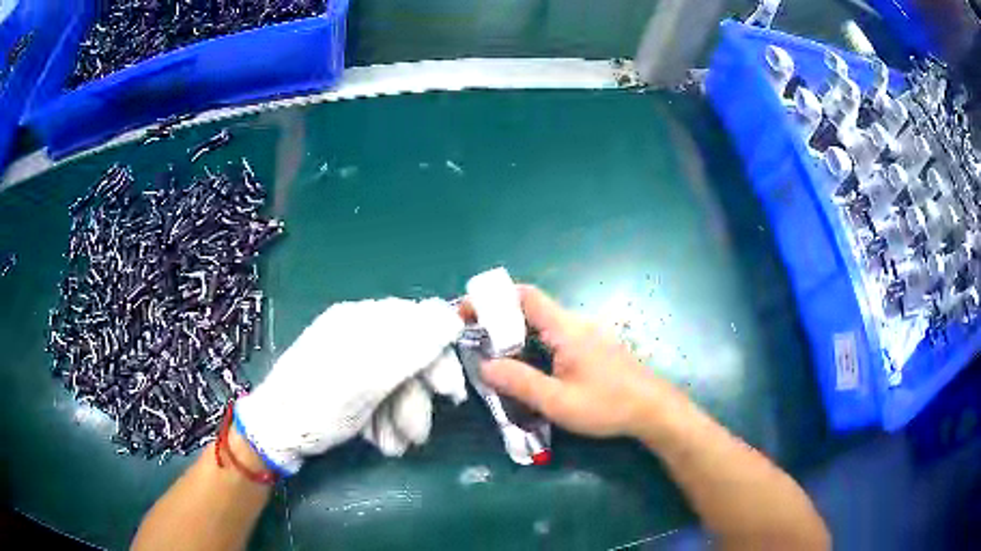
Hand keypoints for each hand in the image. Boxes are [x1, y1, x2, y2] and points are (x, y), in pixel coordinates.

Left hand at [234, 298, 463, 474]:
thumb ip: (412, 347)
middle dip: (416, 400)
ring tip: (393, 445)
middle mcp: (359, 335)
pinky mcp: (348, 387)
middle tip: (417, 435)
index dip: (438, 358)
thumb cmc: (318, 404)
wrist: (275, 433)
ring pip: (397, 384)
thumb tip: (454, 318)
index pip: (420, 324)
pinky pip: (380, 398)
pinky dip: (384, 420)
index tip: (448, 394)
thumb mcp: (367, 377)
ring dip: (401, 418)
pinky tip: (378, 439)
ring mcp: (352, 363)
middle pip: (410, 359)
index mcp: (361, 320)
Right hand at [481, 285, 681, 438]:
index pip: (526, 296)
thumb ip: (520, 383)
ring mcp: (588, 334)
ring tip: (495, 356)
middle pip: (532, 309)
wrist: (653, 409)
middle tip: (475, 340)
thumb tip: (484, 365)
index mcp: (566, 329)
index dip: (495, 298)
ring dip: (518, 334)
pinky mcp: (594, 347)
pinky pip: (557, 337)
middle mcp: (576, 324)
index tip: (469, 312)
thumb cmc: (607, 405)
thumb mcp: (558, 401)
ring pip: (544, 325)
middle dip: (500, 320)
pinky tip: (530, 368)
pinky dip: (535, 344)